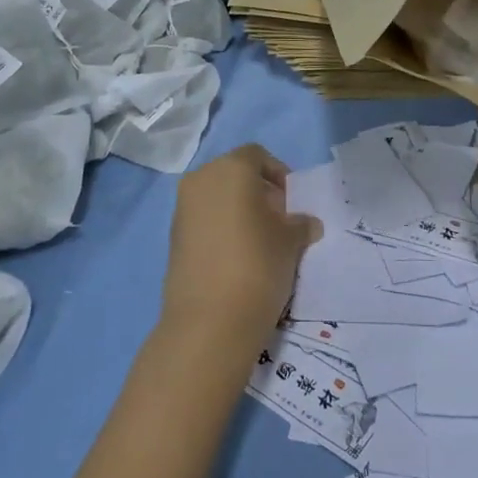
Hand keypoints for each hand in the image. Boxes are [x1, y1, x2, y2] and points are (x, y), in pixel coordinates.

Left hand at [159, 145, 321, 356]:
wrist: (209, 322)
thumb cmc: (258, 265)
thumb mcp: (291, 241)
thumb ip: (299, 224)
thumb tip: (305, 223)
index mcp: (231, 168)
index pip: (258, 156)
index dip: (278, 174)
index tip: (292, 202)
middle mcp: (201, 179)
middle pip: (235, 174)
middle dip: (258, 192)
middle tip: (279, 222)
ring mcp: (182, 209)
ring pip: (217, 198)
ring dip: (239, 211)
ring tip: (260, 243)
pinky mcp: (173, 238)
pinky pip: (203, 221)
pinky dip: (221, 229)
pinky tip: (237, 259)